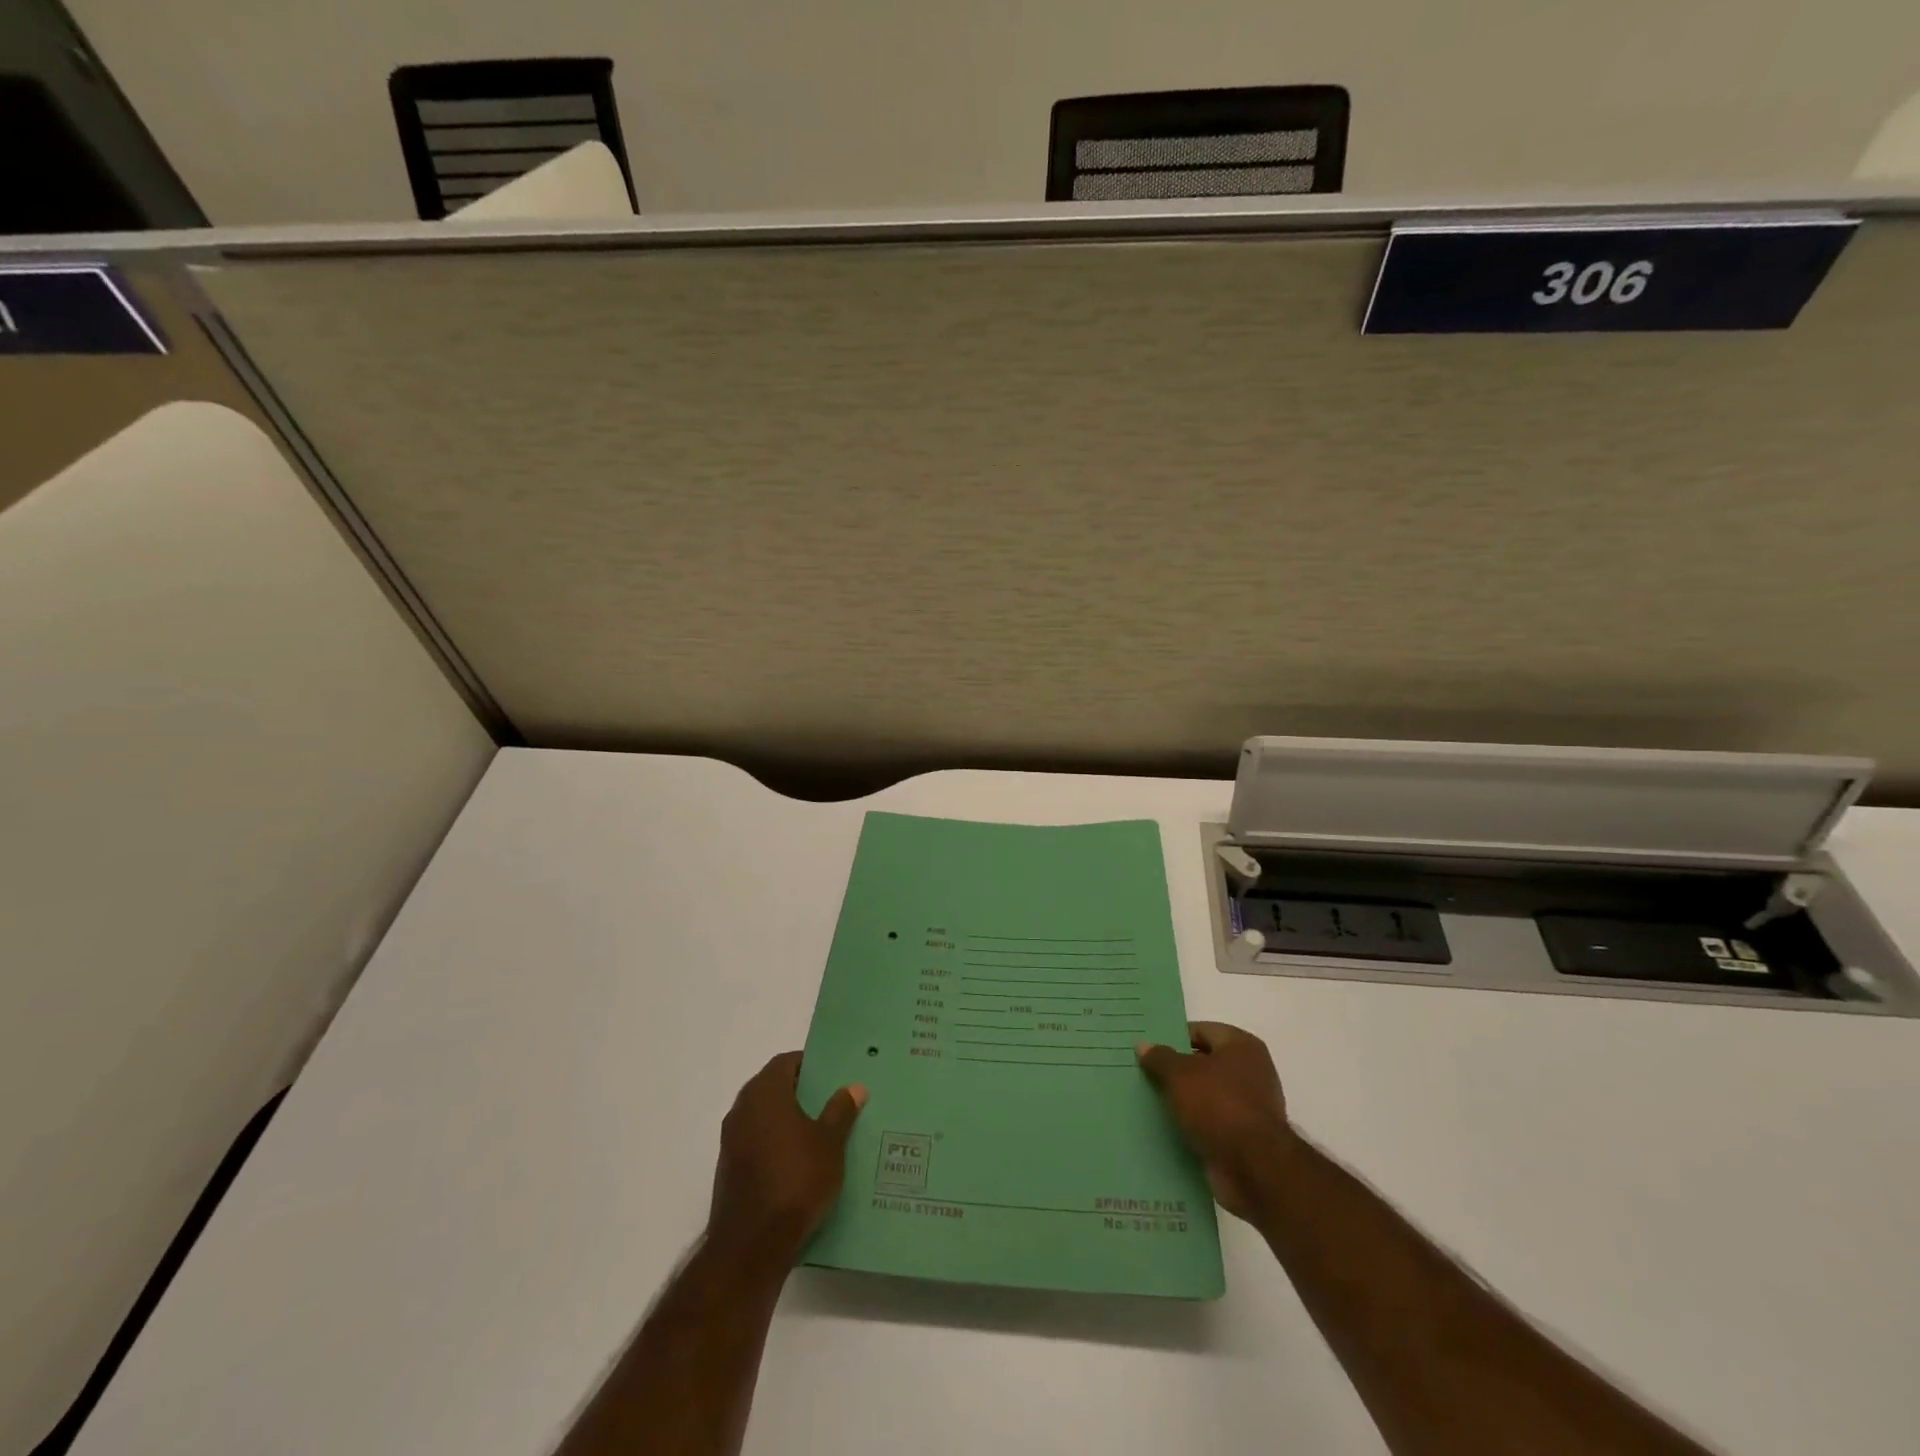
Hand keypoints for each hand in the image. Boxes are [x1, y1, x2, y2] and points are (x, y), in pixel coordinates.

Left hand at [708, 1052, 865, 1261]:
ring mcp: (731, 1140)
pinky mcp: (729, 1169)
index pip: (785, 1062)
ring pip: (763, 1117)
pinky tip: (797, 1162)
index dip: (808, 1065)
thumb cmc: (795, 1180)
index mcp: (765, 1093)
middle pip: (772, 1087)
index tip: (831, 1075)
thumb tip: (853, 1086)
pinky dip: (774, 1143)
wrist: (752, 1245)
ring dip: (786, 1119)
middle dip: (799, 1092)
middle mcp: (742, 1109)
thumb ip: (841, 1111)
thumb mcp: (830, 1143)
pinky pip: (755, 1142)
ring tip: (818, 1132)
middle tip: (829, 1101)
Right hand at [1137, 1021, 1294, 1221]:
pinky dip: (1192, 1126)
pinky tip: (1166, 1128)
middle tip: (1143, 1073)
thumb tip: (1143, 1045)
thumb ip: (1160, 1058)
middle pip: (1204, 1064)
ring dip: (1183, 1101)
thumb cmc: (1218, 1105)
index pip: (1201, 1031)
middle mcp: (1251, 1072)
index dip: (1173, 1037)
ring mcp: (1249, 1107)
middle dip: (1176, 1071)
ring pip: (1205, 1096)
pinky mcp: (1244, 1139)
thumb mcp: (1180, 1074)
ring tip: (1148, 1101)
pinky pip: (1210, 1124)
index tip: (1148, 1048)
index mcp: (1241, 1046)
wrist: (1254, 1168)